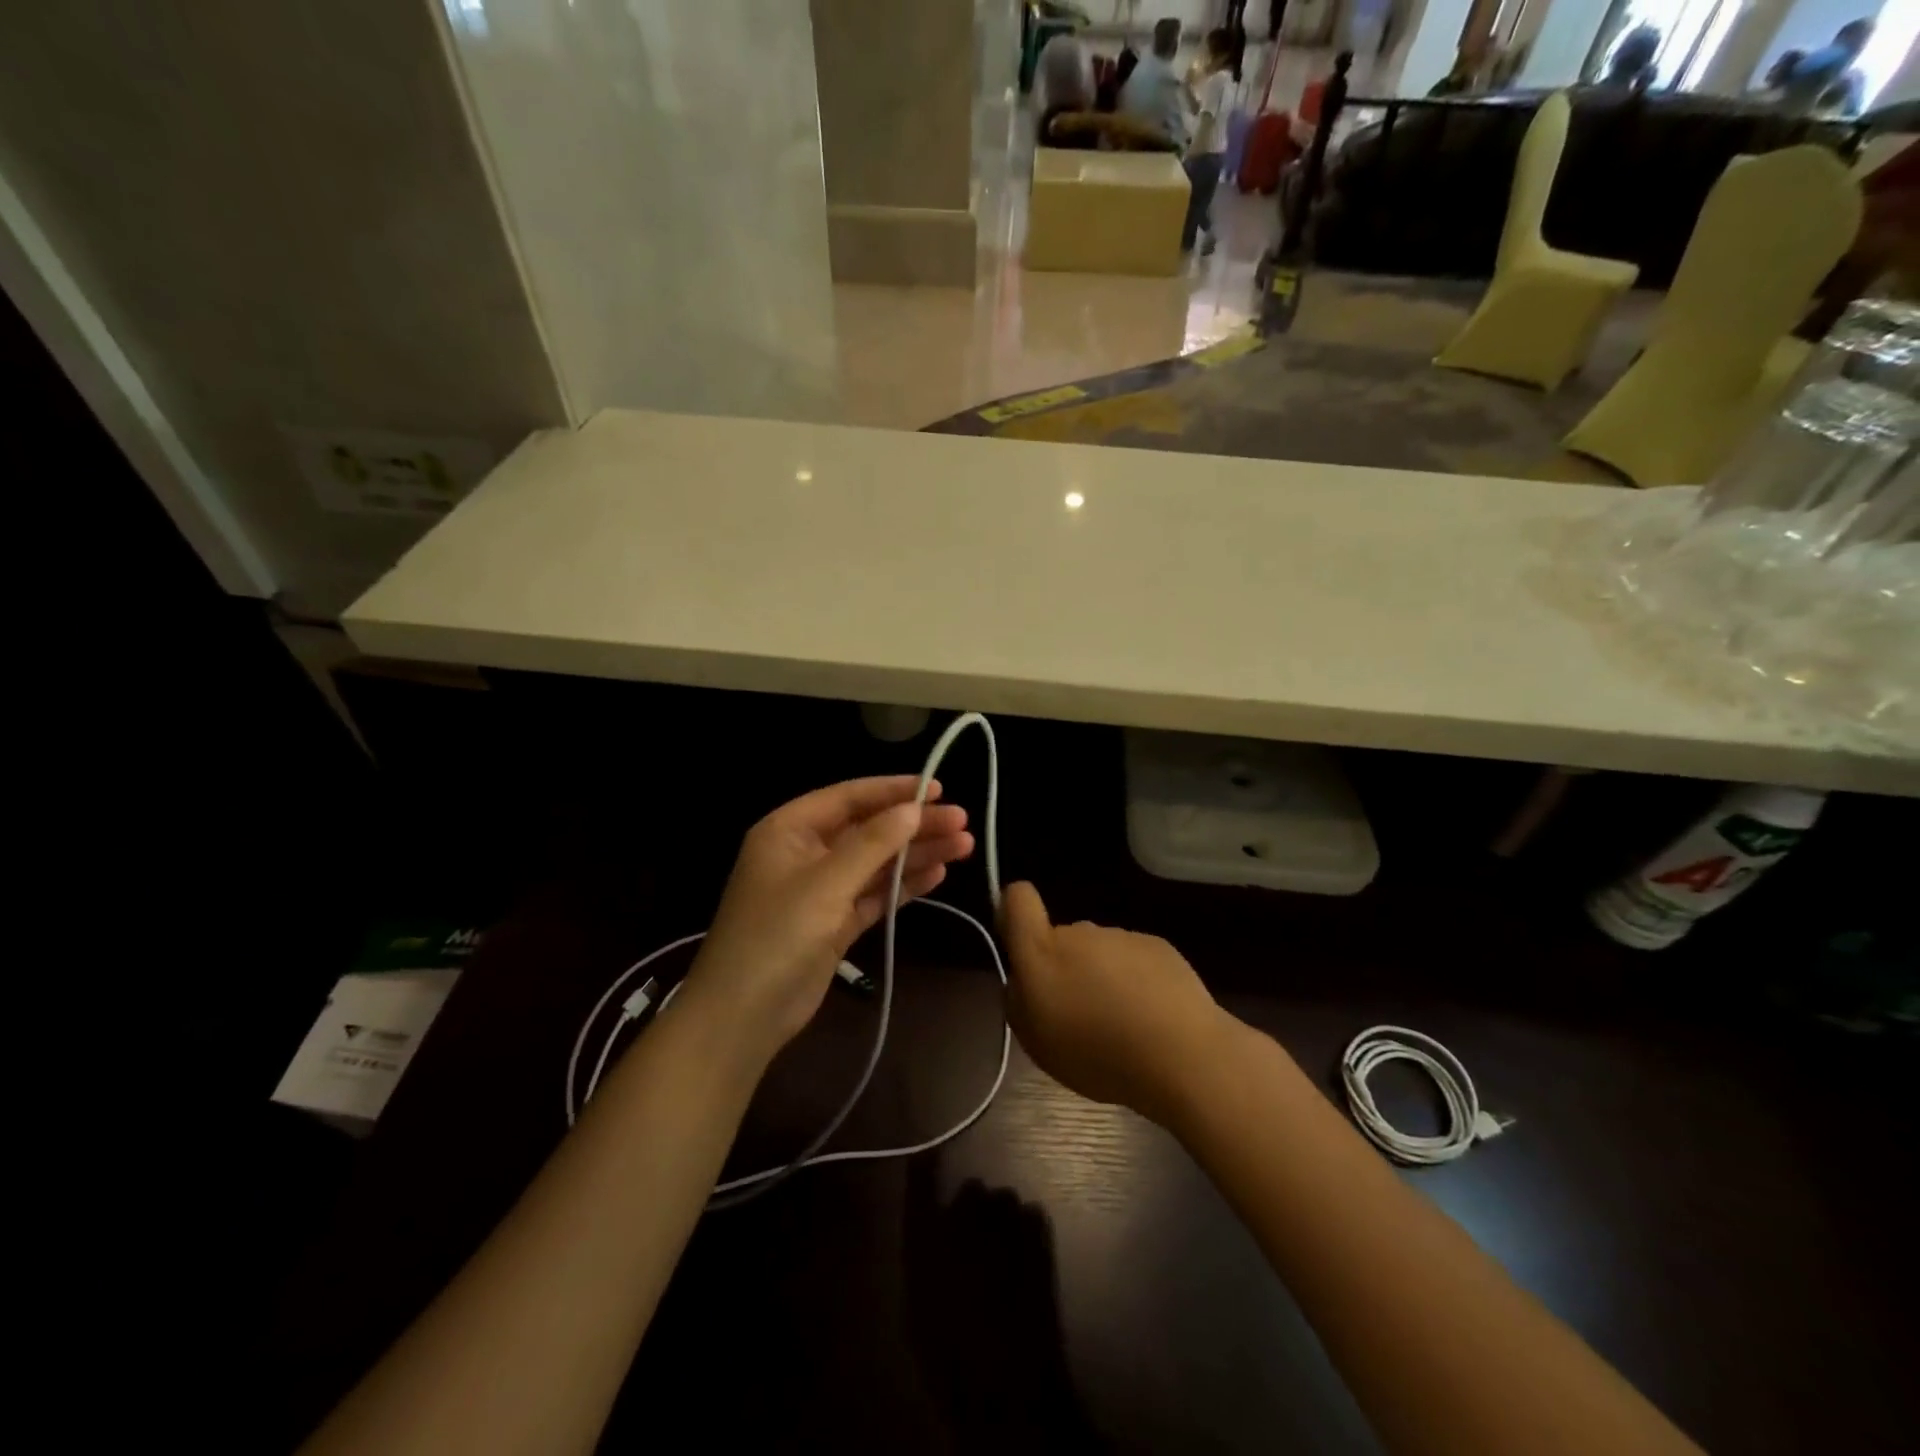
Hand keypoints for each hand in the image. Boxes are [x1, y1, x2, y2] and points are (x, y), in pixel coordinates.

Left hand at [679, 777, 972, 1061]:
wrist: (742, 1017)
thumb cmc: (776, 937)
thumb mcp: (825, 884)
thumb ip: (872, 844)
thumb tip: (913, 808)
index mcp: (790, 830)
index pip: (849, 797)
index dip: (895, 791)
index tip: (940, 789)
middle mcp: (806, 853)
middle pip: (869, 829)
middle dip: (914, 825)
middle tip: (963, 822)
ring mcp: (821, 890)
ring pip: (877, 862)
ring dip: (916, 854)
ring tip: (963, 846)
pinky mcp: (835, 922)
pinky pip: (875, 893)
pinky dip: (904, 885)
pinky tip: (938, 875)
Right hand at [1000, 882, 1229, 1125]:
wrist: (1180, 1054)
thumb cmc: (1098, 1054)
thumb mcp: (1037, 1044)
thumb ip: (1019, 1002)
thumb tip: (1023, 982)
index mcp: (1042, 952)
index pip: (1017, 899)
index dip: (1013, 912)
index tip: (1021, 945)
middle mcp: (1079, 933)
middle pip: (1061, 939)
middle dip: (1065, 968)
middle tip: (1081, 1016)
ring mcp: (1121, 937)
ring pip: (1099, 953)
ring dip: (1103, 979)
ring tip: (1123, 1026)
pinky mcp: (1158, 945)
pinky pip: (1134, 960)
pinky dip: (1137, 982)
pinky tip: (1152, 1019)